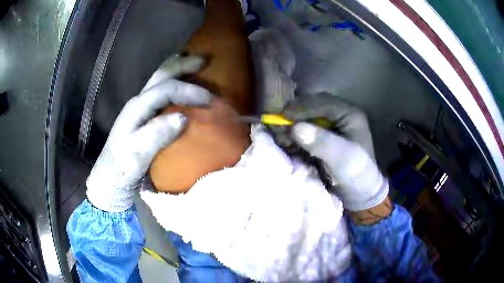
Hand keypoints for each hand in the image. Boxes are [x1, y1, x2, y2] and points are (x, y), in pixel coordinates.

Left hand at [86, 55, 211, 211]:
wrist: (112, 174)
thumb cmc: (123, 164)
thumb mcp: (138, 152)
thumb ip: (158, 134)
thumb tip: (184, 118)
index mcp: (138, 106)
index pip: (166, 90)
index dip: (188, 91)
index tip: (209, 100)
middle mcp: (139, 100)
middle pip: (161, 75)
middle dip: (182, 65)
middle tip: (203, 61)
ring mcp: (141, 106)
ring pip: (160, 80)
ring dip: (178, 71)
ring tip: (195, 67)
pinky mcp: (144, 115)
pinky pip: (161, 92)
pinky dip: (175, 84)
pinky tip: (182, 87)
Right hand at [284, 93, 388, 211]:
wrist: (359, 193)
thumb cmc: (357, 175)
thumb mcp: (343, 159)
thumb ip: (322, 142)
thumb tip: (296, 128)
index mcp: (349, 115)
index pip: (323, 103)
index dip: (303, 107)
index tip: (284, 115)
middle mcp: (339, 116)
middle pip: (313, 107)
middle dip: (295, 115)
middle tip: (279, 124)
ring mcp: (330, 127)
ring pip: (306, 118)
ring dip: (292, 125)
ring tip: (281, 134)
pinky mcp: (322, 138)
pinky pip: (304, 130)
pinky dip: (294, 135)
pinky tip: (287, 141)